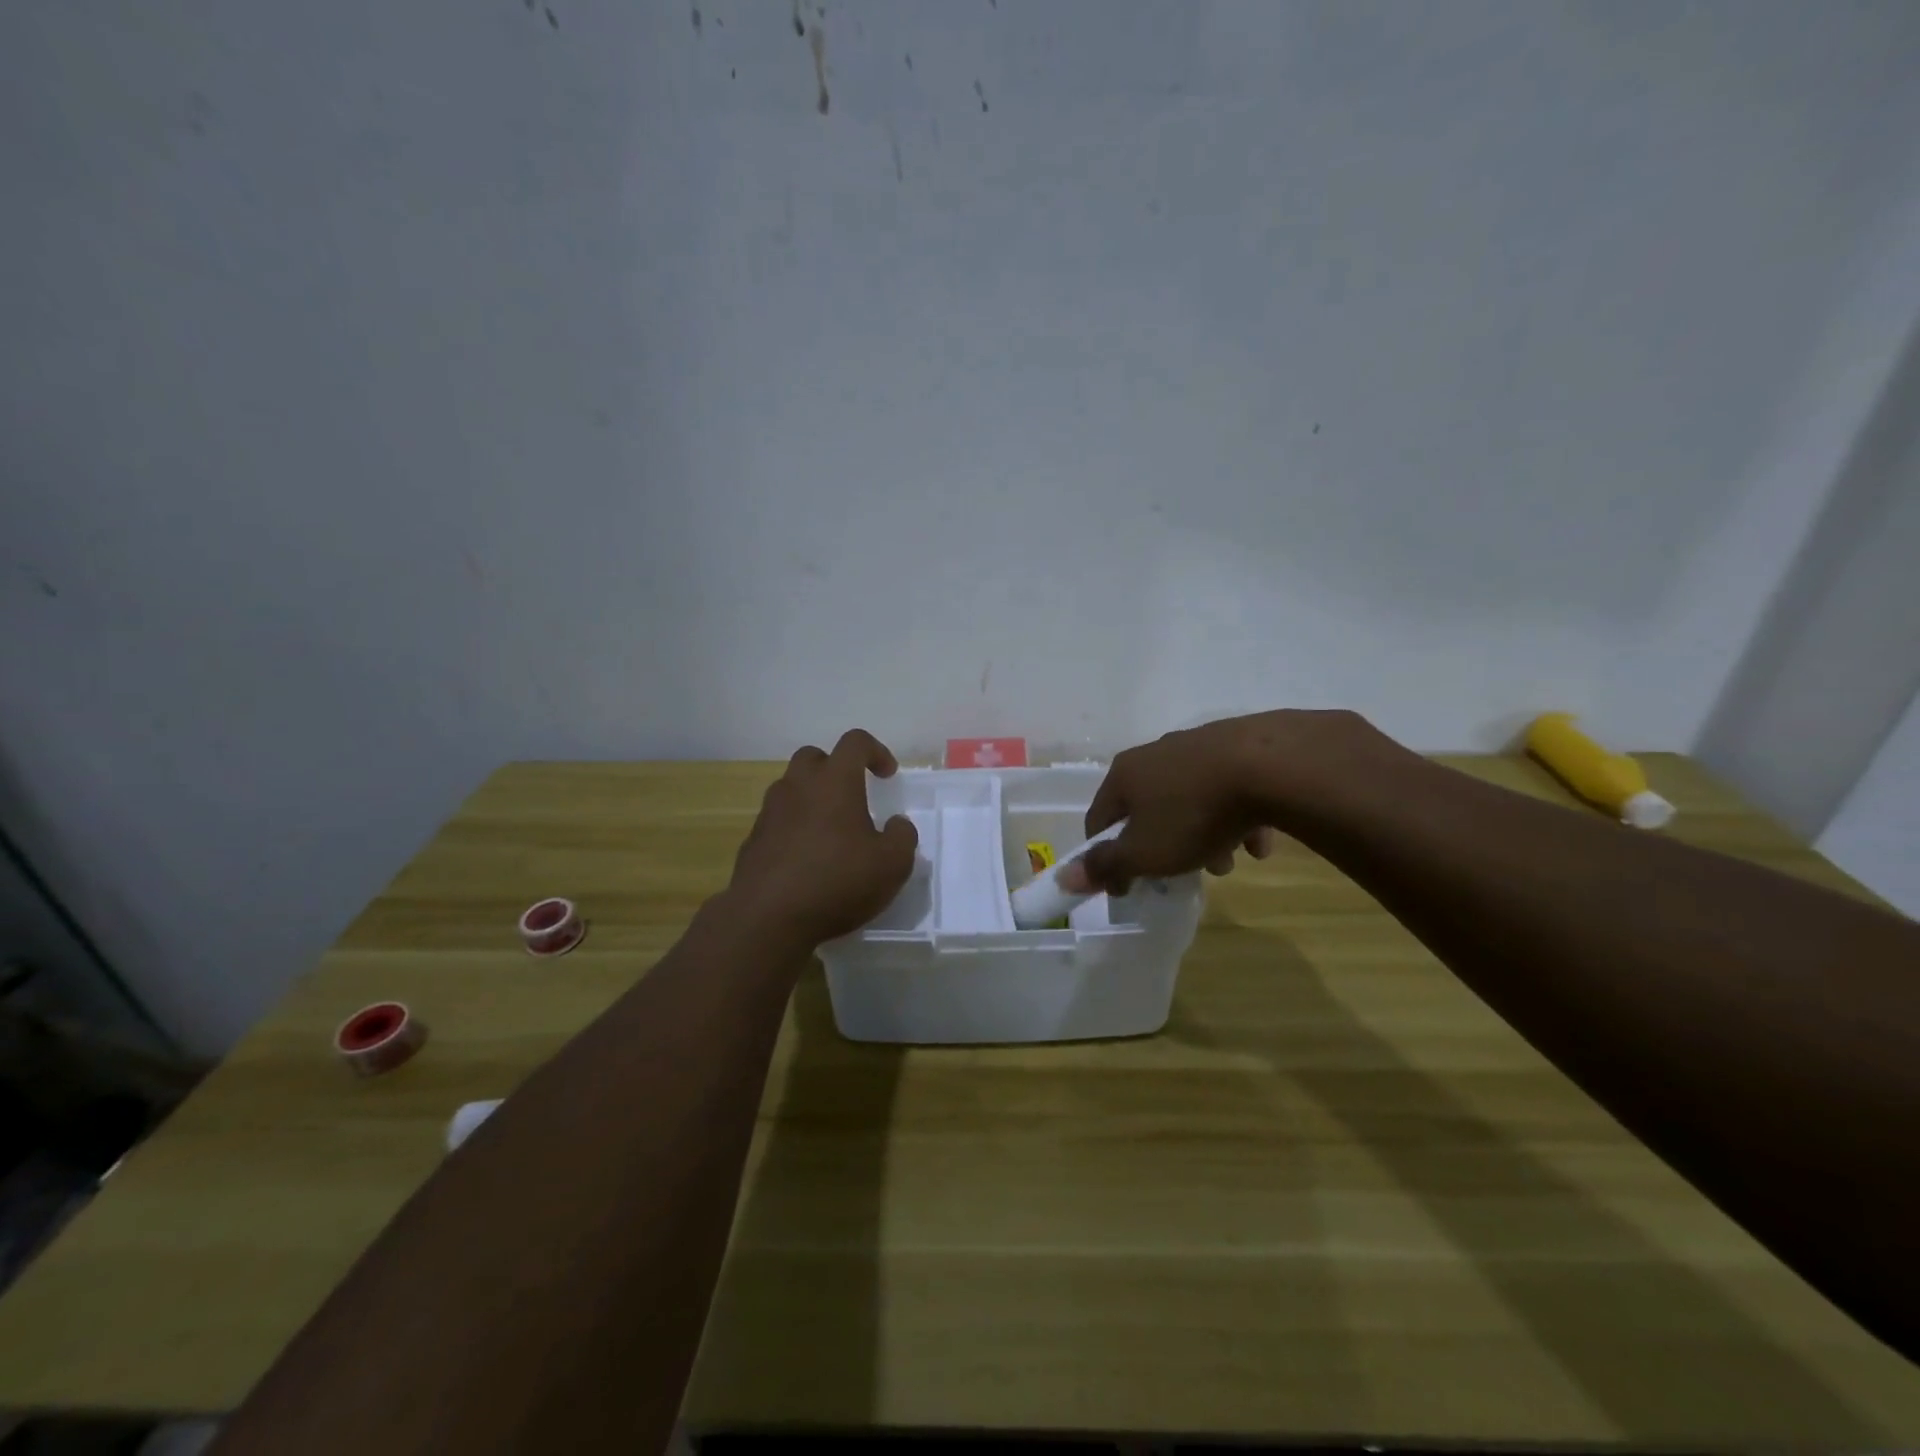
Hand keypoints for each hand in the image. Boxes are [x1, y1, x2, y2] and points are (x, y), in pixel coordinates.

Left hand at [727, 729, 918, 948]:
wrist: (767, 918)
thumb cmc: (837, 882)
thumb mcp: (892, 864)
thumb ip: (903, 836)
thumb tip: (897, 824)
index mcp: (834, 781)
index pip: (855, 741)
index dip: (876, 751)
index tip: (887, 776)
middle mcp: (798, 786)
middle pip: (814, 757)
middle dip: (836, 768)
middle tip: (853, 796)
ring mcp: (770, 812)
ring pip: (792, 788)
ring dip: (812, 799)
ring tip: (831, 832)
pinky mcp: (753, 840)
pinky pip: (778, 821)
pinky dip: (794, 828)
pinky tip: (807, 860)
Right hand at [1061, 710, 1387, 894]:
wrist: (1270, 766)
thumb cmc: (1193, 814)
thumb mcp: (1145, 852)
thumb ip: (1105, 865)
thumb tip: (1065, 878)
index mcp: (1124, 775)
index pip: (1099, 819)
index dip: (1107, 857)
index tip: (1127, 886)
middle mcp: (1155, 753)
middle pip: (1148, 810)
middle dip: (1164, 846)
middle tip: (1184, 873)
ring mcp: (1197, 746)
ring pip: (1190, 800)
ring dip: (1203, 835)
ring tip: (1229, 861)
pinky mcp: (1238, 746)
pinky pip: (1229, 789)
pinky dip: (1237, 817)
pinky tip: (1259, 841)